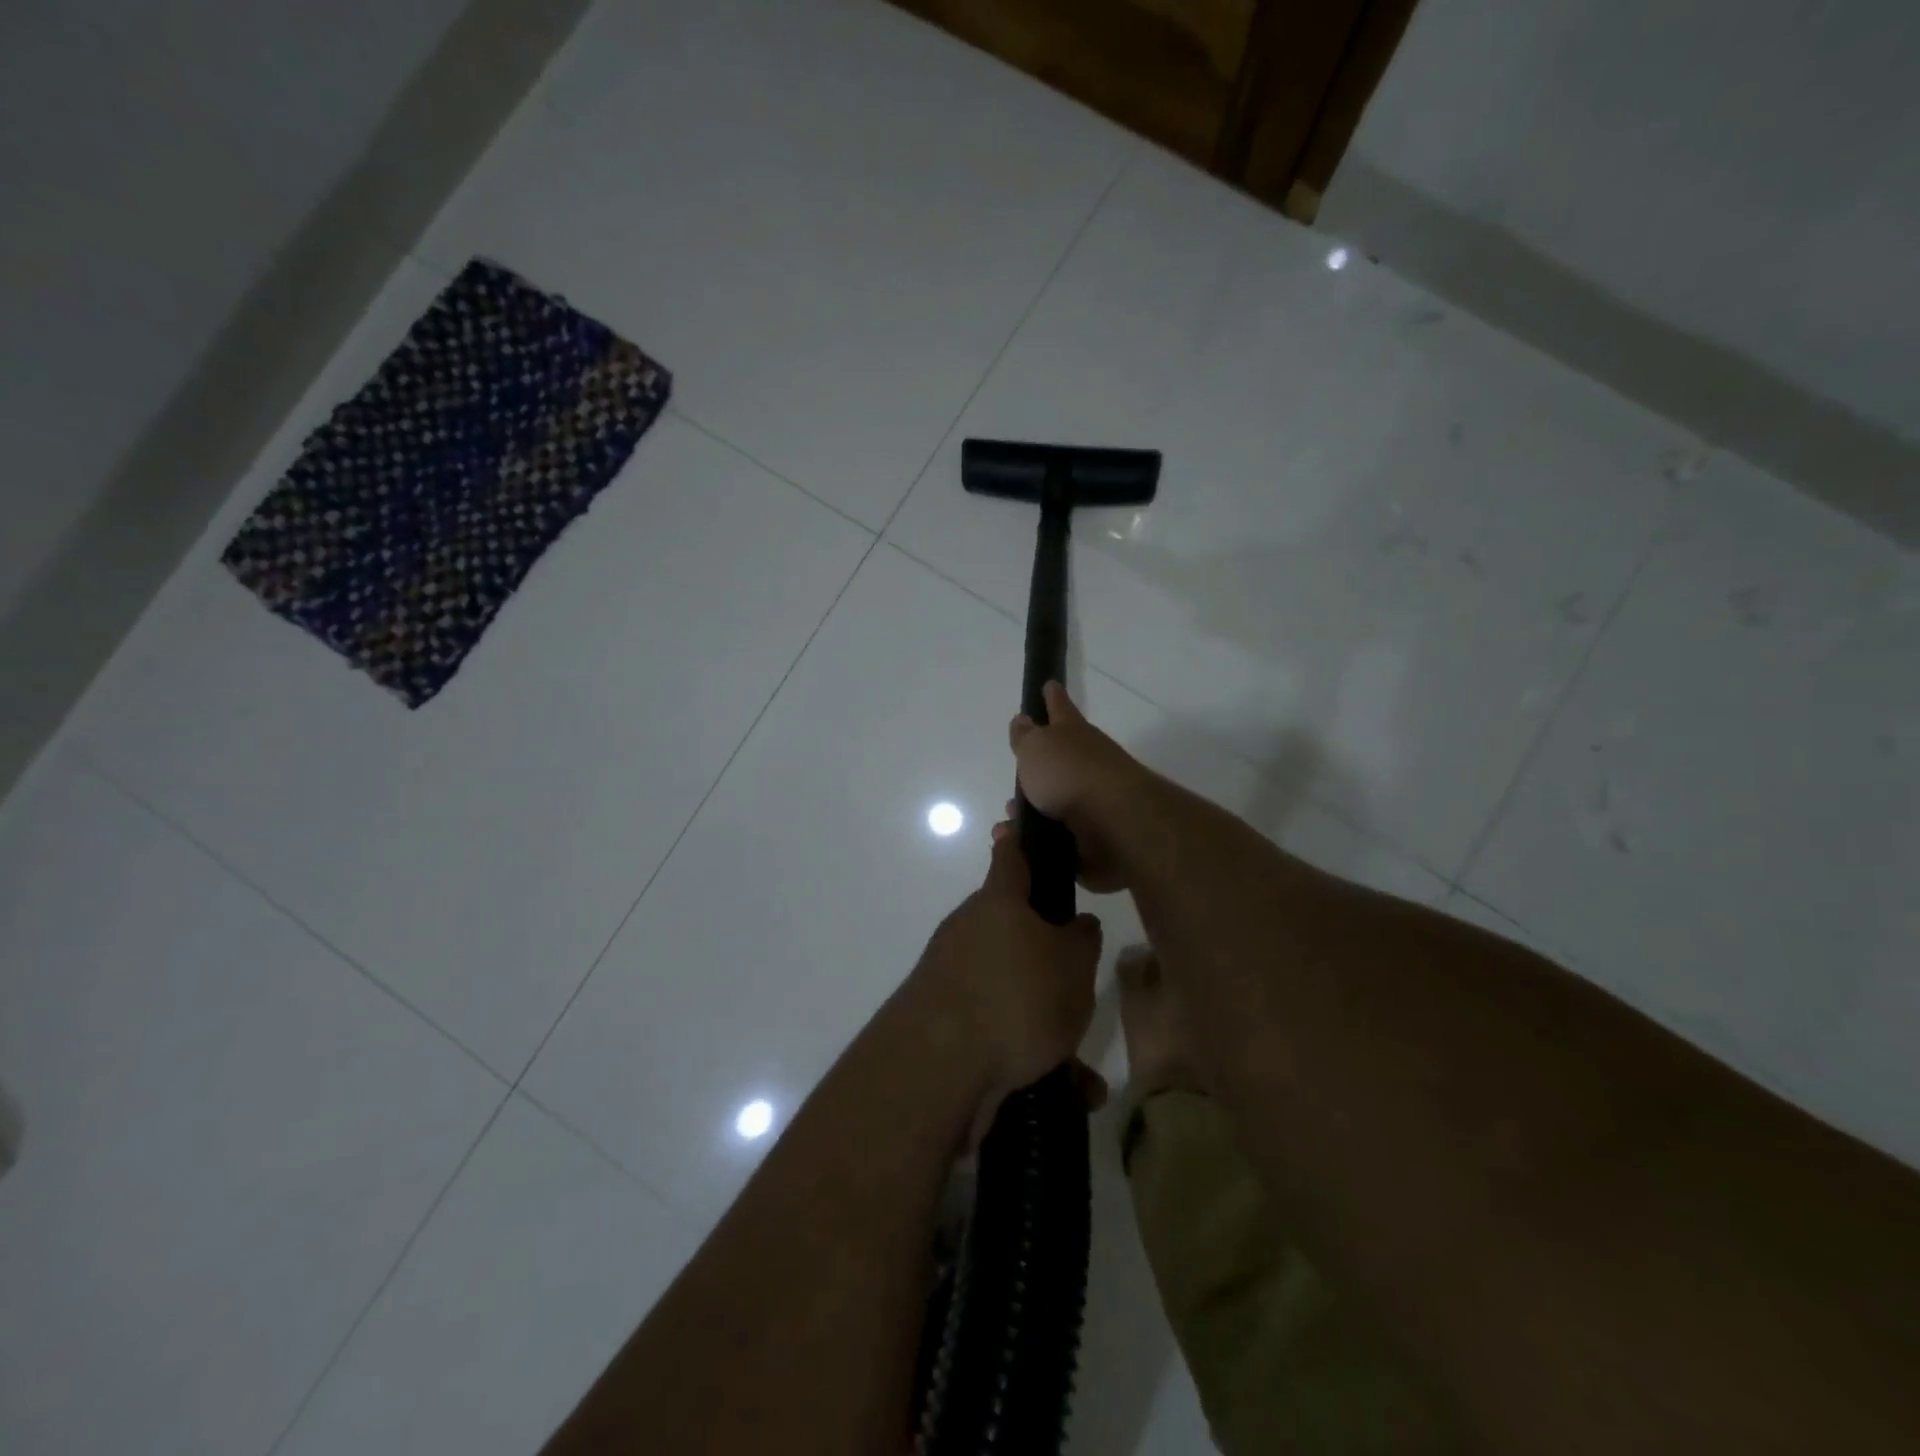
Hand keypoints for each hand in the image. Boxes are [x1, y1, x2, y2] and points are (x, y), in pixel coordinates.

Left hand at [902, 830, 1103, 1109]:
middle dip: (1043, 953)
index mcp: (999, 903)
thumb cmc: (1016, 996)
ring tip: (1078, 1062)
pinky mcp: (941, 1016)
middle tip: (1076, 983)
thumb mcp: (1073, 966)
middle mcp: (968, 928)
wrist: (939, 1064)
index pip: (1010, 855)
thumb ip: (1081, 940)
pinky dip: (1022, 1047)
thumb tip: (1076, 924)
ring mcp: (950, 972)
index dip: (1020, 839)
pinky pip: (993, 1023)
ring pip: (1006, 983)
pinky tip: (1060, 1085)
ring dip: (1039, 1014)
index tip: (1019, 824)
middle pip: (1010, 926)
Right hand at [1008, 682, 1143, 892]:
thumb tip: (1023, 720)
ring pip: (1055, 804)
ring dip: (1032, 812)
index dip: (1052, 697)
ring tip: (1009, 823)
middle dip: (1037, 770)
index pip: (1059, 708)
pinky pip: (1058, 838)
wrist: (1114, 825)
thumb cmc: (1070, 775)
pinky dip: (1041, 841)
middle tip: (1015, 780)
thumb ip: (1026, 736)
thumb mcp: (1036, 747)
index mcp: (1073, 735)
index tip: (1049, 684)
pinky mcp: (1093, 837)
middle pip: (1059, 761)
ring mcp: (1093, 801)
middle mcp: (1087, 764)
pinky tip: (1022, 846)